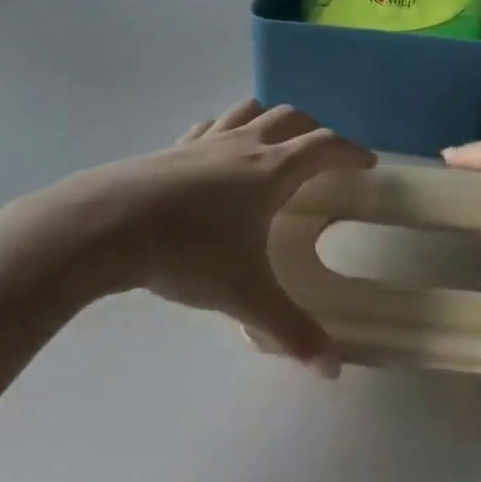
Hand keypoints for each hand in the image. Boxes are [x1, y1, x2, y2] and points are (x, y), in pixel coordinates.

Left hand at [54, 100, 374, 375]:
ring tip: (276, 144)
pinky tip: (219, 152)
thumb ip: (291, 331)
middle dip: (315, 132)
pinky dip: (227, 130)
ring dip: (271, 120)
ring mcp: (206, 141)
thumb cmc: (189, 252)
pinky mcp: (174, 147)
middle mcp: (244, 145)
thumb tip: (333, 370)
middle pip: (290, 119)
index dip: (350, 151)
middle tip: (325, 157)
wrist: (113, 224)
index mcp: (272, 171)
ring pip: (250, 111)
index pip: (324, 147)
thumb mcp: (245, 296)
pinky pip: (211, 126)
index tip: (367, 163)